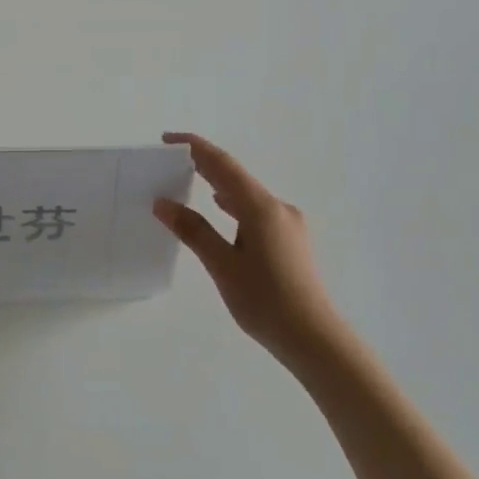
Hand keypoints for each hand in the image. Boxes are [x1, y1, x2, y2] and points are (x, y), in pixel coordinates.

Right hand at [154, 132, 346, 370]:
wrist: (314, 338)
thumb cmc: (265, 300)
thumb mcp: (222, 265)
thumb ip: (193, 230)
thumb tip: (163, 202)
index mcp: (262, 208)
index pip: (223, 165)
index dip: (195, 148)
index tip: (167, 140)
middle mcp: (279, 208)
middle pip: (236, 177)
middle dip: (204, 165)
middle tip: (172, 162)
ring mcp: (289, 225)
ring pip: (248, 196)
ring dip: (219, 186)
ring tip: (190, 183)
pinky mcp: (291, 242)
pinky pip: (256, 212)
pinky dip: (234, 206)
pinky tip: (223, 212)